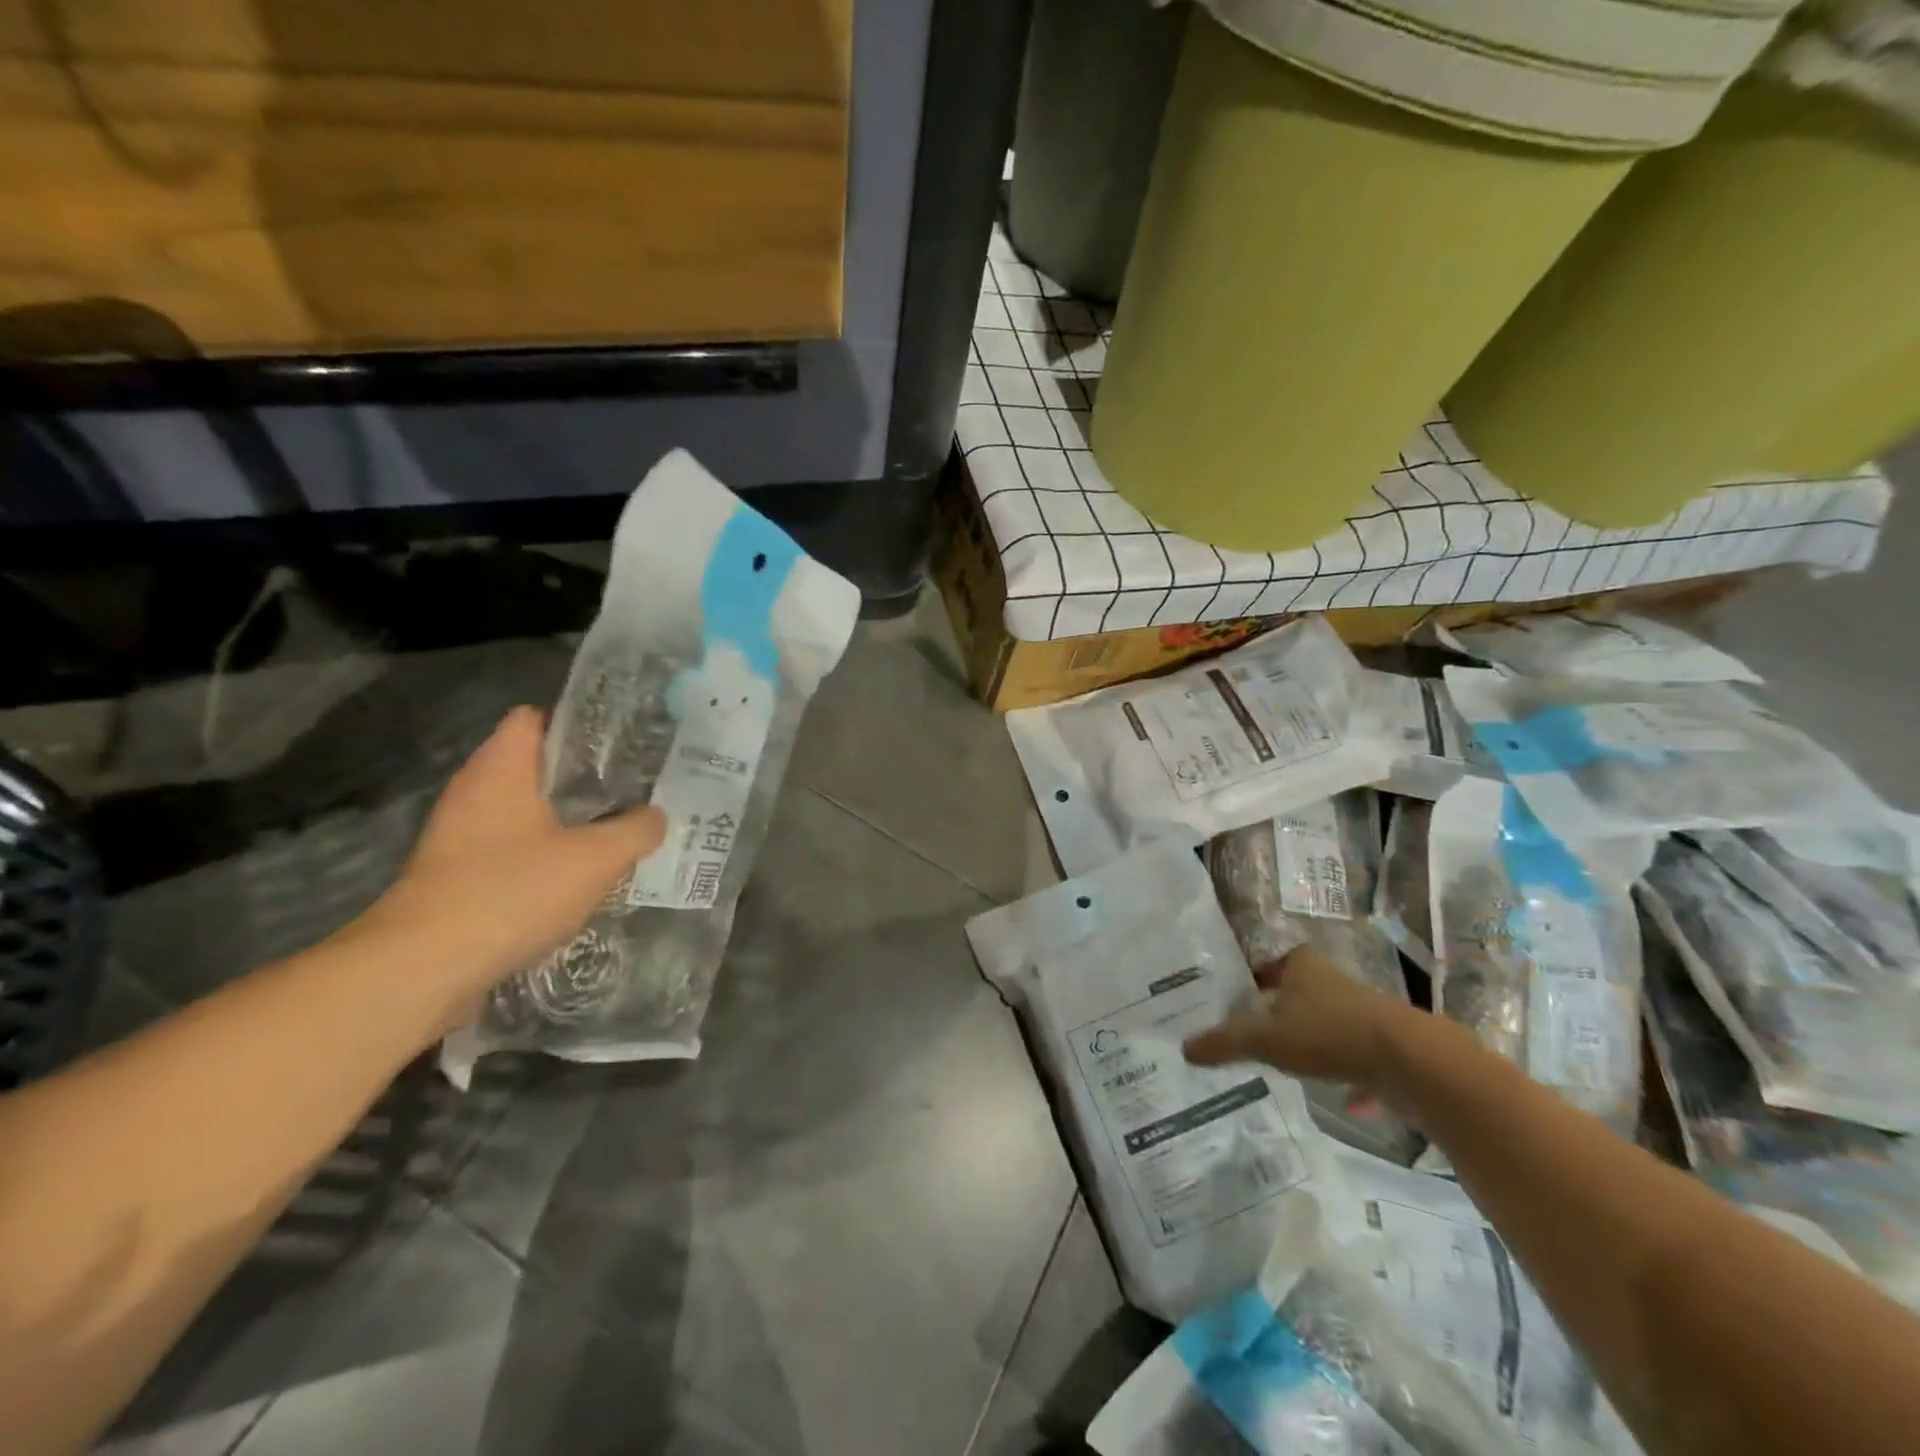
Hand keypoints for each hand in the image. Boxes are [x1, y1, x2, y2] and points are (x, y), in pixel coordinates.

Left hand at [360, 707, 664, 1007]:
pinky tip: (580, 877)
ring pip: (526, 813)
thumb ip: (635, 830)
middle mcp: (473, 793)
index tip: (622, 742)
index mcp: (500, 769)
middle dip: (584, 778)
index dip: (578, 724)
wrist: (422, 970)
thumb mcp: (595, 859)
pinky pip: (511, 852)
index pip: (534, 718)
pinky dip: (545, 857)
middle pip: (535, 768)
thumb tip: (656, 816)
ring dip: (568, 821)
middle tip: (634, 788)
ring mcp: (459, 837)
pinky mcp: (455, 878)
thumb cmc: (510, 892)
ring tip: (618, 830)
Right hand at [1182, 946, 1423, 1088]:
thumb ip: (1225, 1043)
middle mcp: (1332, 981)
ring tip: (1291, 1067)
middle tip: (1252, 1034)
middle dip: (1279, 1013)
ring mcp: (1364, 1012)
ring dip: (1314, 1042)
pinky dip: (1352, 1078)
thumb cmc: (1328, 1033)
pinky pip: (1360, 1058)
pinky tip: (1348, 1103)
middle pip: (1297, 993)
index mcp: (1301, 967)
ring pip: (1329, 1024)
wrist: (1412, 1061)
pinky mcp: (1389, 1043)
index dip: (1249, 978)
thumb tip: (1183, 1049)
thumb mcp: (1266, 1039)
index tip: (1232, 1000)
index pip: (1267, 963)